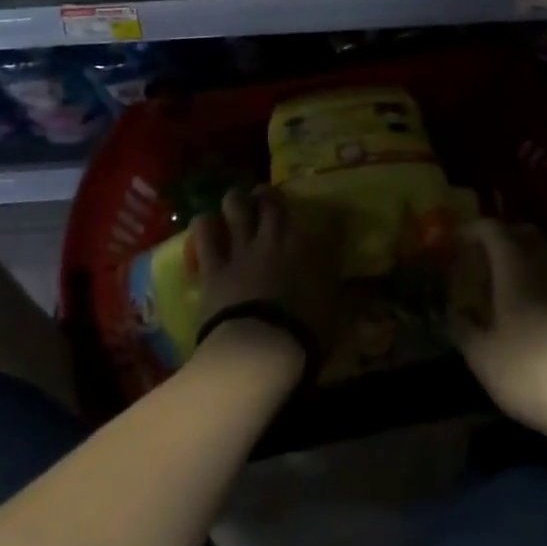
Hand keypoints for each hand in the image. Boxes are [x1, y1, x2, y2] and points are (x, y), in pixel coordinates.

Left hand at [191, 185, 341, 352]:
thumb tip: (341, 288)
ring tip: (236, 204)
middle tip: (267, 199)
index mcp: (312, 249)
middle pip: (273, 201)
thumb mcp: (333, 314)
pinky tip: (206, 224)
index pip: (327, 221)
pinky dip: (205, 225)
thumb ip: (332, 292)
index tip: (332, 220)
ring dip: (237, 202)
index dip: (330, 218)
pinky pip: (205, 233)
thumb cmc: (304, 335)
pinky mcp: (214, 265)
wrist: (261, 349)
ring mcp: (244, 249)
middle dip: (271, 196)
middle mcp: (278, 238)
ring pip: (237, 206)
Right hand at [449, 220, 546, 445]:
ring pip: (543, 253)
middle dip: (500, 236)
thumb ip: (463, 328)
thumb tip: (454, 312)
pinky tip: (527, 306)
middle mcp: (545, 266)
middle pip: (524, 232)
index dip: (473, 230)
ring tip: (501, 282)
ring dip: (521, 256)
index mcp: (516, 267)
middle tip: (480, 257)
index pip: (493, 230)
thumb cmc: (530, 370)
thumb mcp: (483, 356)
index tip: (456, 242)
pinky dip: (537, 277)